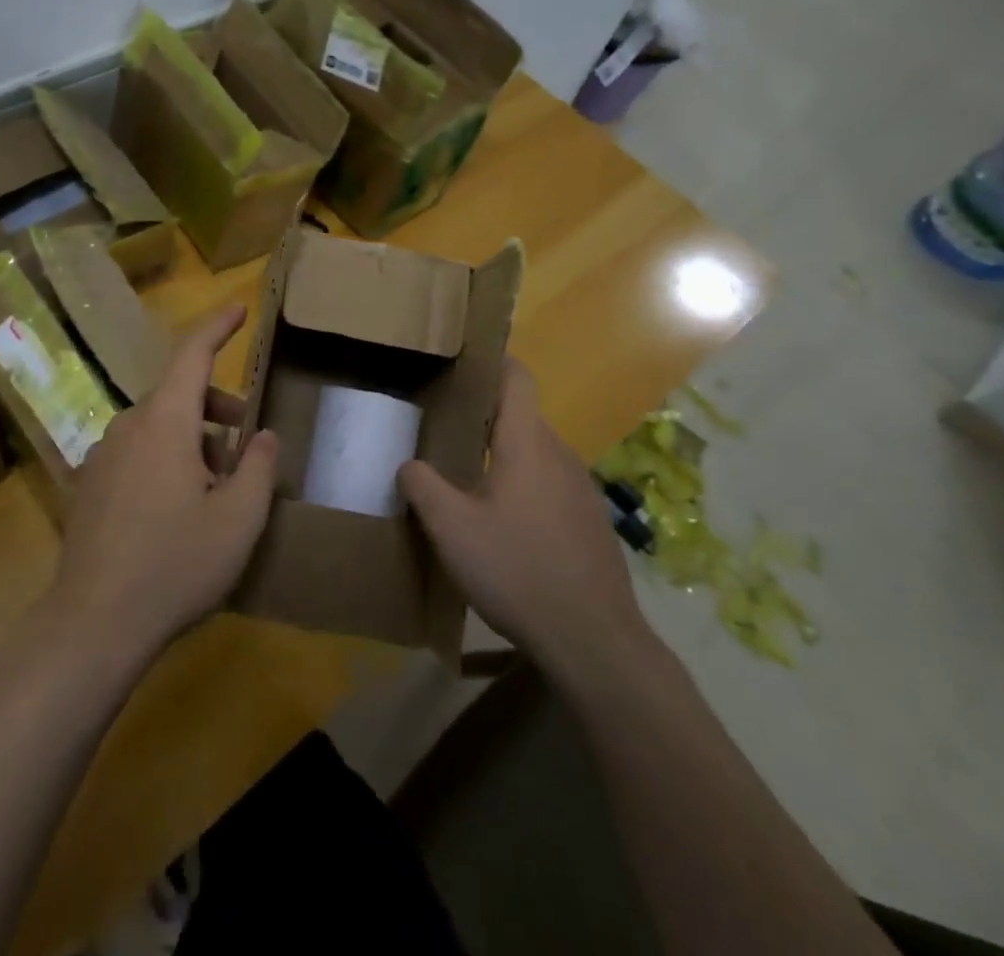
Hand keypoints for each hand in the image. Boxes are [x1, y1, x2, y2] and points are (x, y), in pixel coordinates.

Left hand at [50, 304, 279, 664]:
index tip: (239, 309)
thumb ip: (258, 466)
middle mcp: (128, 426)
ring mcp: (103, 455)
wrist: (94, 623)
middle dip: (217, 409)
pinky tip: (177, 510)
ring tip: (216, 489)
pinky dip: (165, 459)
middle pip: (179, 395)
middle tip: (246, 445)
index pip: (193, 355)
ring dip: (193, 441)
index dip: (218, 327)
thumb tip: (263, 434)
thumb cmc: (176, 564)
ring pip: (158, 427)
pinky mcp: (89, 484)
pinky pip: (136, 452)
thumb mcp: (238, 519)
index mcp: (164, 421)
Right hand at [399, 358, 651, 670]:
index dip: (491, 362)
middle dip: (483, 415)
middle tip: (442, 427)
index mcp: (527, 444)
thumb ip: (422, 487)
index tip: (459, 362)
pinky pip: (549, 484)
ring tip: (465, 474)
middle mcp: (560, 455)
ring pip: (535, 453)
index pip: (516, 378)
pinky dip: (523, 485)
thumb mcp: (452, 529)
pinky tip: (502, 522)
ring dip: (502, 454)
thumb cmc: (518, 571)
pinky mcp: (590, 522)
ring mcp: (581, 490)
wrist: (595, 641)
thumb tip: (408, 463)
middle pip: (521, 416)